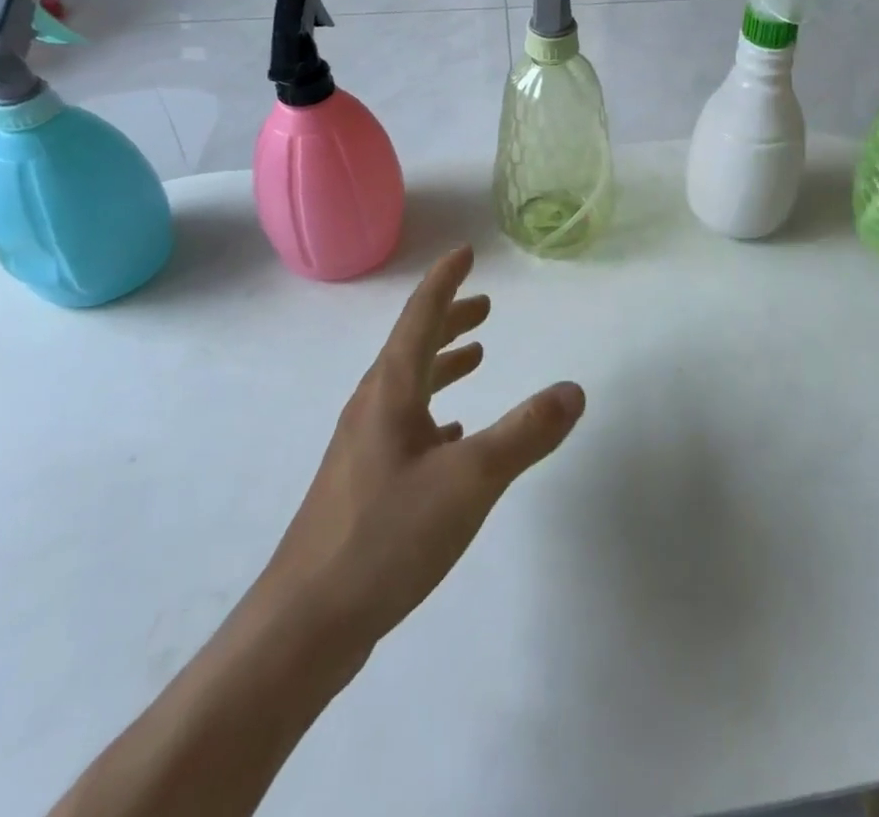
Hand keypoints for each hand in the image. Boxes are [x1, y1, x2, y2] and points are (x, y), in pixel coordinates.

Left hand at [264, 246, 584, 642]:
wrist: (305, 625)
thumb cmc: (386, 535)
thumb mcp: (470, 480)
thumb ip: (525, 433)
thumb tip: (573, 390)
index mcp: (391, 390)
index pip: (420, 315)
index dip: (445, 280)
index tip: (465, 252)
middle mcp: (372, 407)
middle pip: (413, 346)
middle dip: (449, 320)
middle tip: (484, 306)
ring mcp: (363, 446)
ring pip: (408, 385)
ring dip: (442, 363)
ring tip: (476, 357)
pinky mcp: (363, 483)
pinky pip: (404, 425)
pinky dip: (433, 410)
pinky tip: (450, 432)